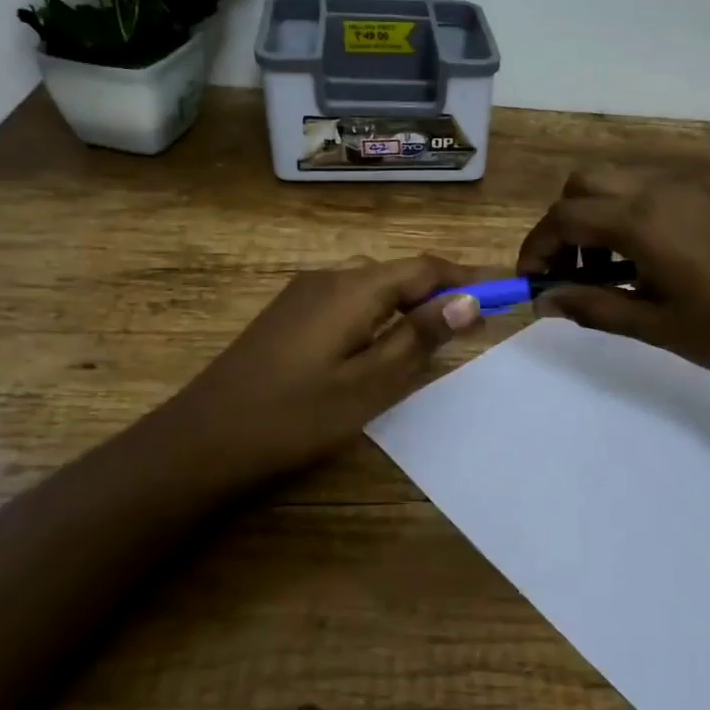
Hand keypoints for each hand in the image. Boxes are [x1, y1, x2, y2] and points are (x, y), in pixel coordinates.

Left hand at [176, 255, 483, 481]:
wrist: (203, 440)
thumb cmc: (296, 416)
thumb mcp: (370, 383)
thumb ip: (420, 338)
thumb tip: (468, 300)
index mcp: (353, 288)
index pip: (425, 269)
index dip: (468, 278)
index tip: (507, 290)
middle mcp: (328, 278)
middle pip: (399, 273)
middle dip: (441, 291)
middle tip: (476, 323)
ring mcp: (302, 295)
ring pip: (373, 286)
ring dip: (410, 303)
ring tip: (437, 335)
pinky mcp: (288, 315)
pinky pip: (349, 301)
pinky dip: (380, 314)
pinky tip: (381, 345)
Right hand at [516, 169, 709, 390]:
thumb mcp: (653, 325)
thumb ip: (592, 306)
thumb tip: (543, 301)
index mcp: (642, 221)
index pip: (564, 217)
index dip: (537, 248)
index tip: (531, 283)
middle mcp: (660, 190)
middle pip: (584, 184)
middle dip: (563, 224)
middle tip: (569, 273)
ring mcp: (690, 188)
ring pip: (618, 183)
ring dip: (596, 217)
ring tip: (607, 272)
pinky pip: (651, 190)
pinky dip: (628, 214)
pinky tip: (645, 259)